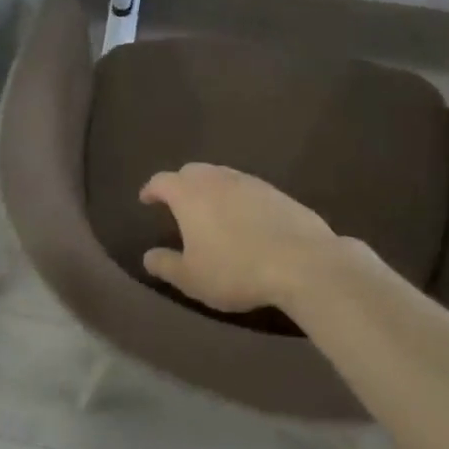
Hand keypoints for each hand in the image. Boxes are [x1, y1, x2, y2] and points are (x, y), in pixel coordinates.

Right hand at [139, 164, 337, 314]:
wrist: (302, 263)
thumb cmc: (236, 270)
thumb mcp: (192, 278)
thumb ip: (166, 265)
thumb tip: (148, 256)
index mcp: (190, 194)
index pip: (162, 181)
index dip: (151, 189)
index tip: (146, 200)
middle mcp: (217, 179)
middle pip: (192, 171)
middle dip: (181, 184)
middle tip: (177, 204)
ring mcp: (250, 182)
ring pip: (222, 176)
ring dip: (211, 189)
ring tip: (211, 211)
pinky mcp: (278, 193)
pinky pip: (248, 189)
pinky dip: (238, 198)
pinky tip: (245, 220)